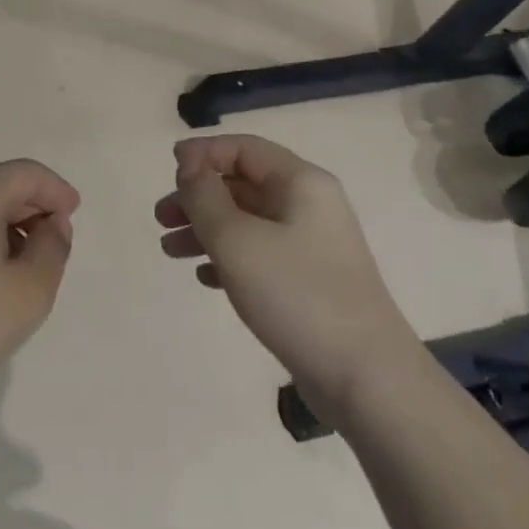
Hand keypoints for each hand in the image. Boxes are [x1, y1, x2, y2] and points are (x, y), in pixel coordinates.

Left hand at [0, 161, 79, 434]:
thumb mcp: (28, 292)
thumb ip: (53, 249)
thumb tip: (51, 224)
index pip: (27, 173)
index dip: (57, 191)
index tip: (75, 217)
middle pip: (2, 186)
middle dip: (34, 211)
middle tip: (54, 250)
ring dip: (10, 229)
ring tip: (25, 270)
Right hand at [157, 136, 408, 420]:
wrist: (367, 380)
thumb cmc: (297, 295)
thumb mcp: (237, 239)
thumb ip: (204, 196)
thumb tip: (189, 163)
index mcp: (301, 182)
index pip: (244, 148)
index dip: (203, 153)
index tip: (168, 173)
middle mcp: (309, 205)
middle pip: (242, 184)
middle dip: (198, 196)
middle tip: (161, 219)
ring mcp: (312, 245)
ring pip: (247, 221)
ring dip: (206, 229)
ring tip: (170, 250)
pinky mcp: (309, 282)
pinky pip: (260, 254)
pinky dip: (228, 258)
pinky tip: (204, 278)